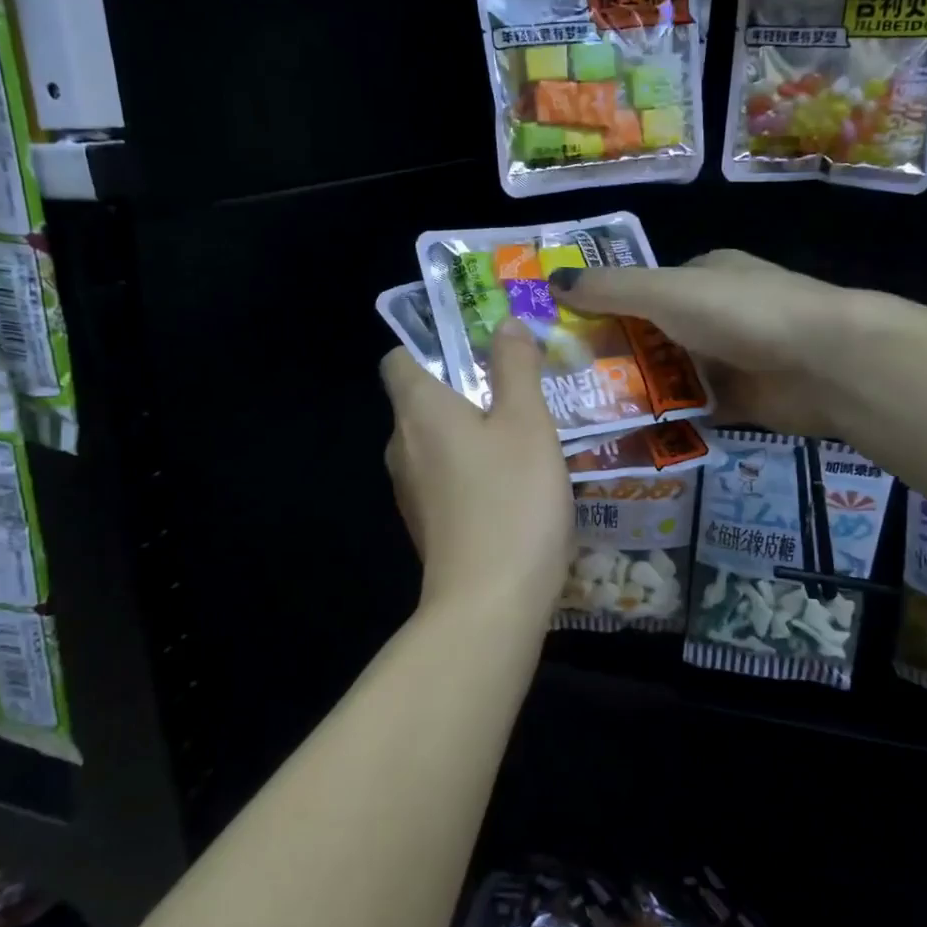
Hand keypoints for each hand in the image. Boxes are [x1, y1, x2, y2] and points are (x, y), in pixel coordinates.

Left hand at [381, 318, 572, 620]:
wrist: (491, 603)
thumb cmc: (511, 499)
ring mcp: (410, 491)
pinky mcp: (427, 525)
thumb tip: (504, 323)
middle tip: (518, 389)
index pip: (398, 359)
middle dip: (463, 389)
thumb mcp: (528, 422)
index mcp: (418, 410)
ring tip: (524, 435)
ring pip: (435, 443)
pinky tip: (514, 485)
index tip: (477, 348)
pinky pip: (445, 479)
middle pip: (421, 400)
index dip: (431, 345)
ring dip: (471, 432)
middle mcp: (401, 446)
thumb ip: (515, 367)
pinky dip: (471, 471)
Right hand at [549, 250, 850, 435]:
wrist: (825, 363)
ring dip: (638, 394)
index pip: (642, 291)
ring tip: (586, 419)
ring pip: (671, 377)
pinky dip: (667, 422)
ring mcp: (731, 359)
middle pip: (652, 337)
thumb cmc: (741, 314)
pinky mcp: (742, 401)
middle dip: (615, 359)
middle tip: (566, 388)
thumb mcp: (665, 291)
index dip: (603, 310)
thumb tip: (553, 281)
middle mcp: (715, 314)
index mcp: (701, 276)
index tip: (563, 338)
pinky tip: (629, 438)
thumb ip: (610, 289)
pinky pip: (693, 411)